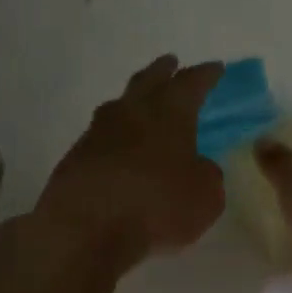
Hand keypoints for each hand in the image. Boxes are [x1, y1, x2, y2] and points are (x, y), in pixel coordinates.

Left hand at [26, 55, 225, 271]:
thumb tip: (198, 167)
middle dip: (163, 71)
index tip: (216, 67)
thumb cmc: (157, 206)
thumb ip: (207, 175)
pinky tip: (121, 149)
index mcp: (170, 113)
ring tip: (141, 104)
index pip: (191, 83)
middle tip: (171, 62)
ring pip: (119, 106)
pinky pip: (102, 137)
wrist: (84, 230)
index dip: (206, 75)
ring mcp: (97, 134)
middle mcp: (132, 113)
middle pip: (148, 81)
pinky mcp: (75, 159)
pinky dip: (116, 137)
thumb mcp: (206, 196)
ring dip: (134, 101)